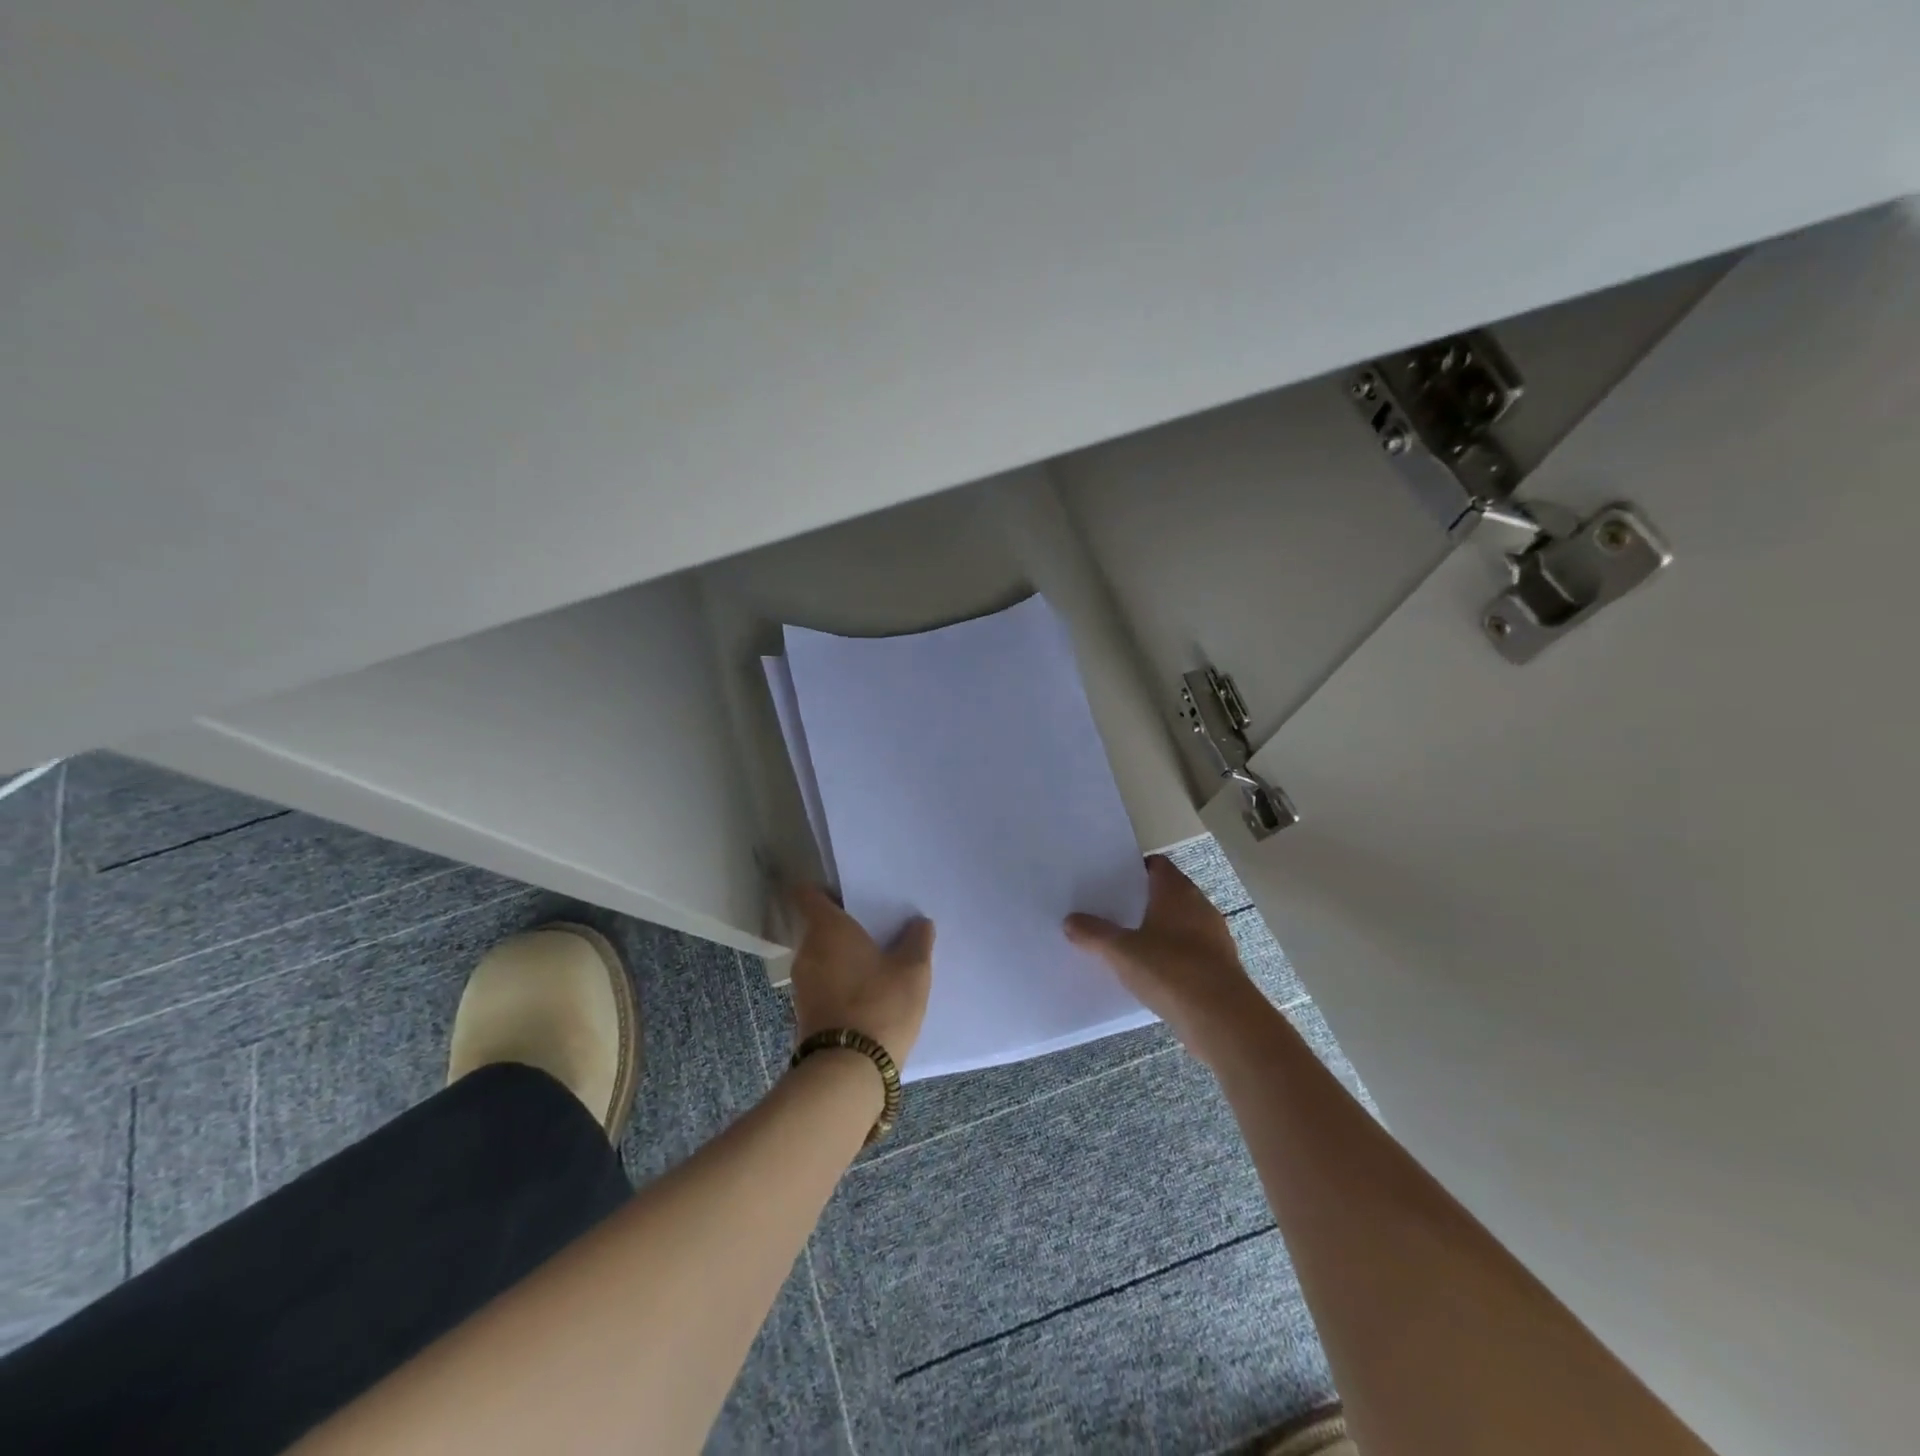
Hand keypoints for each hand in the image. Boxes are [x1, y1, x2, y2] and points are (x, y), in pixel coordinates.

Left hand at [789, 885, 934, 1065]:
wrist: (847, 1071)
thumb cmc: (880, 1005)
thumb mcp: (913, 970)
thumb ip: (917, 940)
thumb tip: (919, 923)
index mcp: (827, 929)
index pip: (808, 894)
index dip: (825, 890)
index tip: (848, 893)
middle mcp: (807, 951)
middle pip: (818, 926)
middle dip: (843, 927)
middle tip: (875, 930)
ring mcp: (801, 984)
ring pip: (821, 957)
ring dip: (842, 957)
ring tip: (876, 963)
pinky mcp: (804, 1013)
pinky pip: (822, 984)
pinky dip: (840, 983)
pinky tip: (867, 993)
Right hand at [1063, 854, 1268, 1063]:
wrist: (1223, 1019)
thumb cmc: (1170, 970)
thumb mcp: (1121, 952)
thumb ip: (1094, 934)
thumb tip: (1070, 920)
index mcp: (1176, 891)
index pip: (1157, 865)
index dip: (1134, 870)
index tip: (1111, 883)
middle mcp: (1199, 906)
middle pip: (1168, 893)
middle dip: (1142, 901)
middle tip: (1112, 912)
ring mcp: (1214, 936)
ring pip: (1180, 923)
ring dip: (1159, 930)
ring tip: (1128, 944)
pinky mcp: (1220, 965)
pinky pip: (1190, 951)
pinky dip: (1173, 956)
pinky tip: (1153, 973)